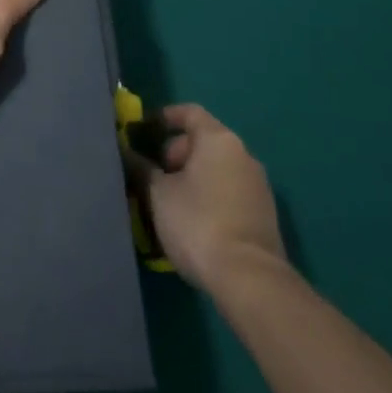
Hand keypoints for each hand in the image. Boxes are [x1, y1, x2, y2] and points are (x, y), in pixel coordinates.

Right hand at [128, 105, 287, 291]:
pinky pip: (229, 192)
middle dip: (175, 153)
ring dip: (191, 178)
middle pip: (203, 141)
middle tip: (152, 175)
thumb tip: (127, 154)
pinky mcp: (264, 215)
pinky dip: (209, 196)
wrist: (250, 279)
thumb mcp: (158, 194)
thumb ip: (141, 168)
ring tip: (167, 201)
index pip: (189, 112)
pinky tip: (191, 221)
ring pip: (216, 169)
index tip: (144, 129)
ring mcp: (258, 186)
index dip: (165, 117)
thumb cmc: (198, 222)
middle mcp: (243, 155)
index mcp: (218, 140)